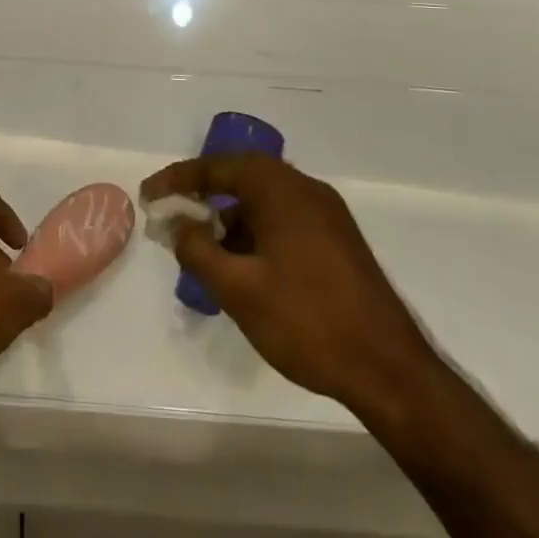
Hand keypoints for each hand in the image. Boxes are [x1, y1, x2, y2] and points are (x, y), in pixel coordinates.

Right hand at [141, 155, 436, 407]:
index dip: (178, 180)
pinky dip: (258, 235)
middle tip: (175, 221)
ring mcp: (327, 214)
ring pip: (265, 203)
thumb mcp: (238, 289)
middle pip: (243, 178)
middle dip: (205, 198)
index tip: (149, 196)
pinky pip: (285, 221)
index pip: (217, 167)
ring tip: (207, 256)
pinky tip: (247, 271)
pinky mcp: (339, 241)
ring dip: (232, 221)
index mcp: (280, 188)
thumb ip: (198, 250)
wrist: (390, 370)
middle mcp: (304, 188)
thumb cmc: (306, 321)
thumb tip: (176, 223)